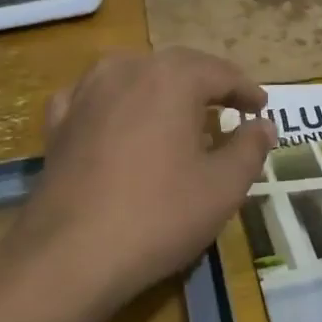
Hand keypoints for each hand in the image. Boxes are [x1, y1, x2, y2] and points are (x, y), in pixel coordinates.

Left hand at [14, 48, 277, 307]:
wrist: (72, 254)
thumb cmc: (160, 215)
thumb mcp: (223, 187)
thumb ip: (250, 149)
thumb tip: (262, 125)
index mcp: (172, 78)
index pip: (220, 72)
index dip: (246, 90)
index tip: (261, 108)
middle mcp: (126, 70)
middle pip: (176, 67)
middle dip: (206, 84)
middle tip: (228, 107)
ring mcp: (85, 93)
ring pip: (133, 76)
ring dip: (160, 89)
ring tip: (178, 113)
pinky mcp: (58, 123)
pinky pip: (94, 98)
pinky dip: (115, 104)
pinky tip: (118, 119)